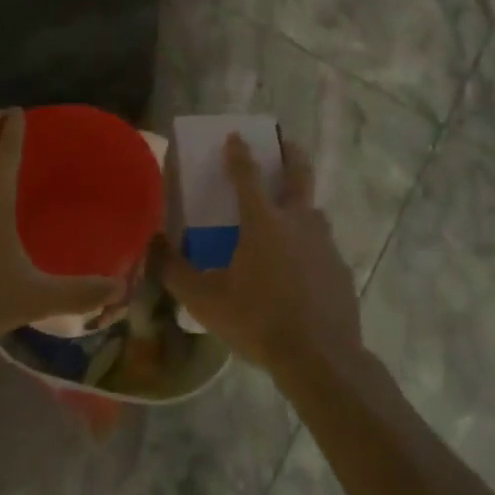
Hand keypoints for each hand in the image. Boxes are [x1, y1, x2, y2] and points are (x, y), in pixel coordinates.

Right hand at [162, 133, 362, 377]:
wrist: (320, 358)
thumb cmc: (258, 321)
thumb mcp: (205, 300)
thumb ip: (176, 272)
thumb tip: (154, 245)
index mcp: (262, 222)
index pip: (247, 175)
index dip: (239, 153)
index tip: (234, 136)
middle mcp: (297, 221)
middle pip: (298, 175)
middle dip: (290, 154)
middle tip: (284, 144)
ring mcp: (324, 243)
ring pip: (313, 211)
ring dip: (301, 203)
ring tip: (288, 216)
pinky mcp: (340, 268)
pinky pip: (323, 246)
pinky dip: (310, 245)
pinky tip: (301, 268)